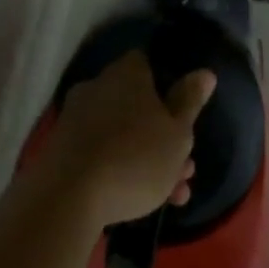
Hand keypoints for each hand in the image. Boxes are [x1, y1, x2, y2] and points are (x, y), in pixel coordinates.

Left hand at [43, 51, 214, 227]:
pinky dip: (121, 170)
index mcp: (127, 74)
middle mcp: (98, 87)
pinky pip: (101, 152)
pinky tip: (141, 202)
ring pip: (123, 134)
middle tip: (186, 170)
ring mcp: (77, 117)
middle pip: (138, 105)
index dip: (167, 86)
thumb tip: (204, 72)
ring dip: (149, 160)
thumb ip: (190, 101)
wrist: (69, 195)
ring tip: (174, 197)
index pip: (147, 64)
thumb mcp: (177, 133)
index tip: (183, 115)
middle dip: (164, 138)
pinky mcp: (63, 147)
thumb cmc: (135, 158)